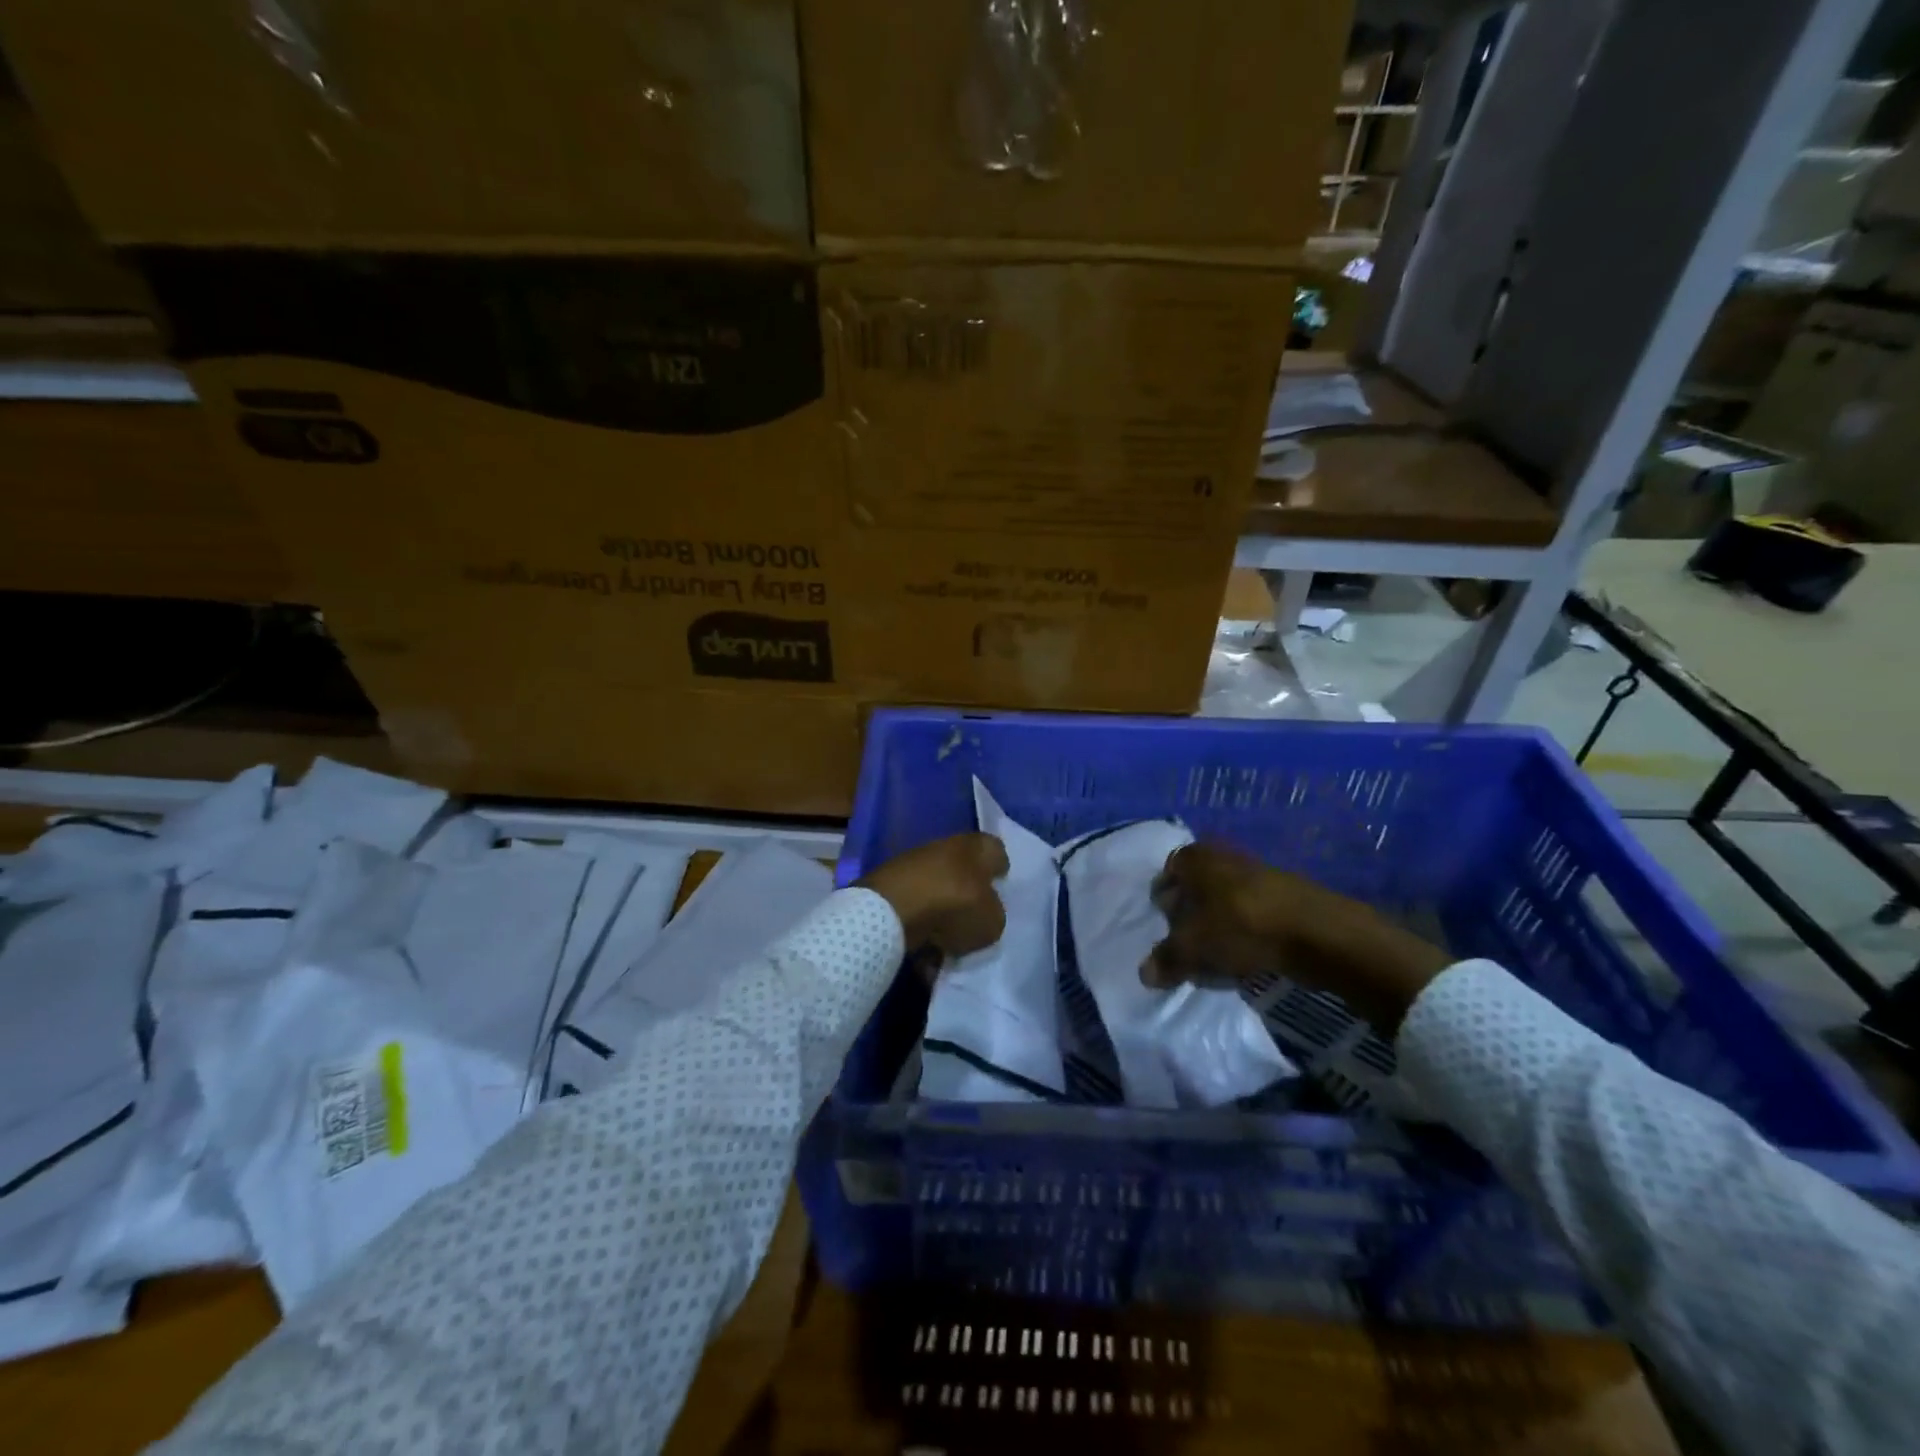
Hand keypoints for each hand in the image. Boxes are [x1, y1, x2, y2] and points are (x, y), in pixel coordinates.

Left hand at [858, 833, 1009, 961]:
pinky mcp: (891, 885)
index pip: (997, 852)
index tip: (1001, 889)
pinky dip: (920, 929)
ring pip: (938, 893)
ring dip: (942, 917)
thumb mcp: (993, 920)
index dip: (1000, 870)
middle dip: (969, 896)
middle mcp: (946, 847)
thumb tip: (985, 913)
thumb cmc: (955, 905)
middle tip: (975, 923)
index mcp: (977, 847)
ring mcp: (915, 864)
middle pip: (965, 873)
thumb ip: (994, 914)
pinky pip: (915, 910)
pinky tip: (925, 954)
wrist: (893, 908)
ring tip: (948, 947)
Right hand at [1142, 843, 1451, 1034]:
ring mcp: (1256, 871)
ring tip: (1217, 954)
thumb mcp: (1193, 948)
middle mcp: (1222, 856)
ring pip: (1223, 899)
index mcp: (1194, 858)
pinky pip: (1251, 911)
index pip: (1167, 873)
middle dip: (1189, 912)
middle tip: (1186, 942)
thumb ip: (1167, 959)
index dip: (1163, 900)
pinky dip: (1244, 929)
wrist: (1317, 932)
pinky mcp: (1283, 893)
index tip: (1164, 928)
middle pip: (1195, 885)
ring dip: (1217, 923)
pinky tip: (1247, 954)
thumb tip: (1145, 973)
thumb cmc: (1241, 927)